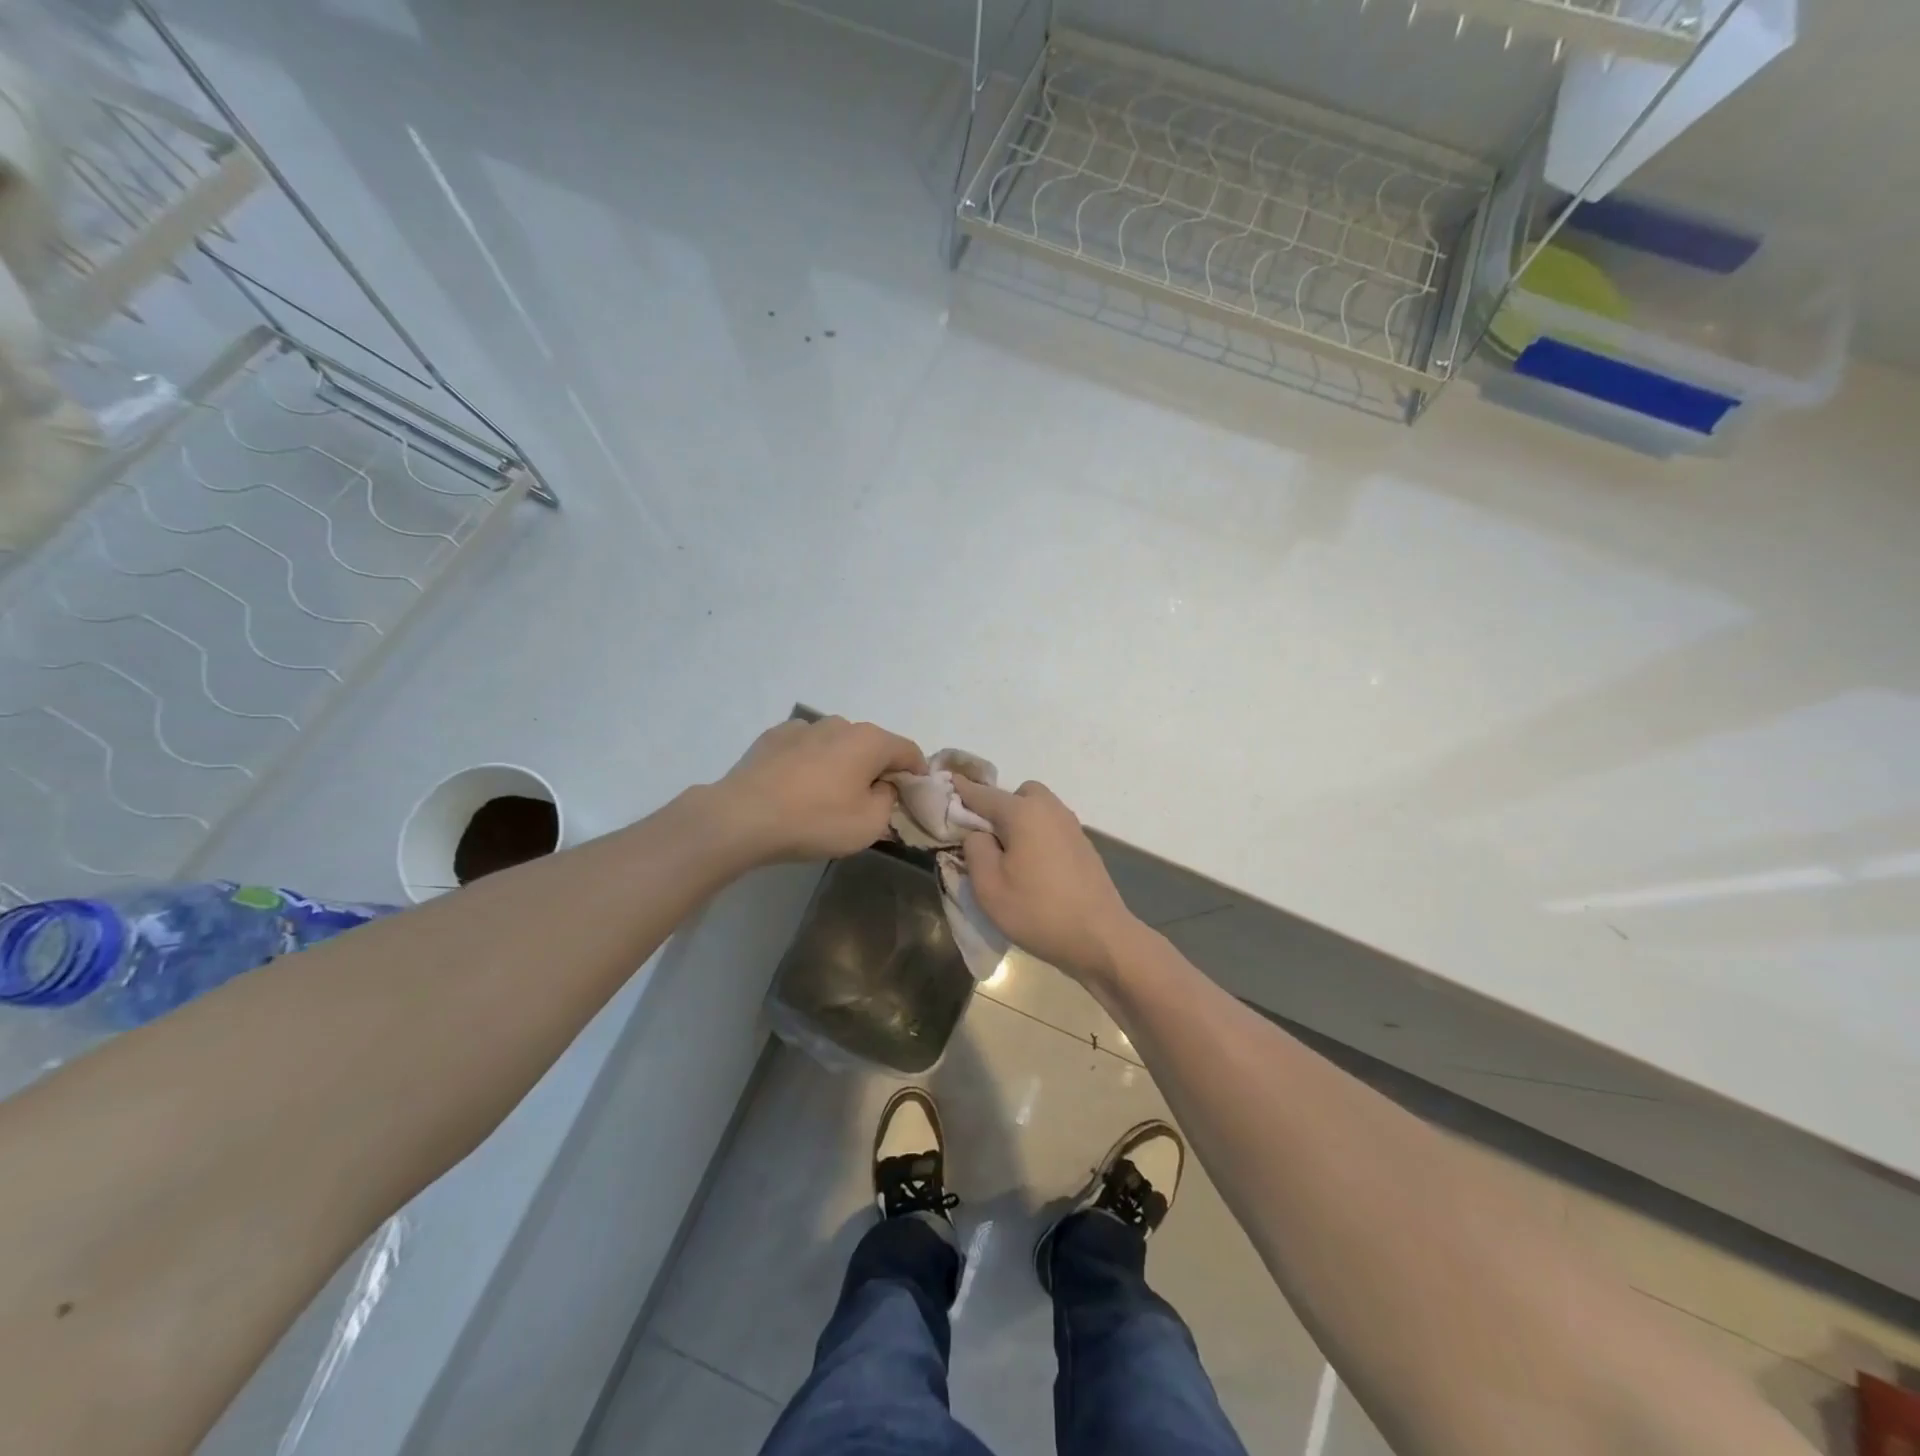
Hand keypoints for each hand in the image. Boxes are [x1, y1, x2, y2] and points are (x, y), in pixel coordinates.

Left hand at [711, 716, 926, 862]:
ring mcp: (803, 726)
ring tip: (828, 795)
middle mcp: (840, 724)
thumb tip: (882, 786)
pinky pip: (806, 748)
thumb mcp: (870, 824)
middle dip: (877, 768)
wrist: (743, 817)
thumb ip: (888, 800)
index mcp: (870, 741)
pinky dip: (810, 762)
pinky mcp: (773, 737)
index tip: (914, 794)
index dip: (917, 772)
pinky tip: (797, 787)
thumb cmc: (816, 821)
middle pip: (872, 745)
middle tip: (870, 801)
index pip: (908, 750)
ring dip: (842, 763)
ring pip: (837, 744)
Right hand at [952, 776, 1141, 983]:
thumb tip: (979, 833)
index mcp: (1024, 813)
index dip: (962, 791)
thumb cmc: (1038, 911)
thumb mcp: (989, 887)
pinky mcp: (1084, 847)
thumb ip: (975, 850)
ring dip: (1021, 823)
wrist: (1100, 938)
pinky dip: (1038, 836)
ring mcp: (1072, 827)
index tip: (947, 783)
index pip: (984, 795)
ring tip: (1009, 858)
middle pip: (1018, 795)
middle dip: (1000, 808)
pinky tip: (1034, 869)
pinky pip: (1052, 828)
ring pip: (1038, 810)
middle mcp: (1050, 810)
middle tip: (987, 841)